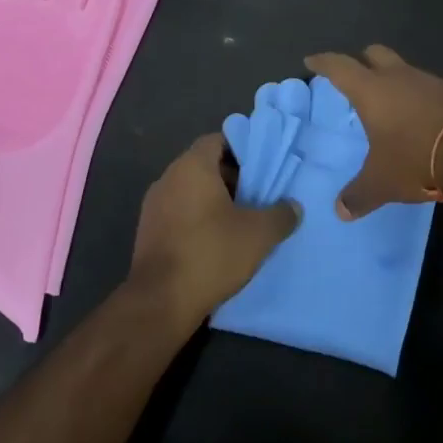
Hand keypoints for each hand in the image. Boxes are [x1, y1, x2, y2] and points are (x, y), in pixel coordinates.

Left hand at [128, 134, 299, 330]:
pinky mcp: (148, 232)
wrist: (160, 301)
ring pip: (190, 191)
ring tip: (240, 222)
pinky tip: (216, 243)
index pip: (218, 140)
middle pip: (204, 165)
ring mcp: (153, 205)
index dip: (241, 149)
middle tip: (257, 196)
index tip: (261, 168)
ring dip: (214, 201)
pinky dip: (197, 220)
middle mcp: (168, 178)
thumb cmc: (211, 253)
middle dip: (231, 178)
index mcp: (192, 167)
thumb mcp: (258, 235)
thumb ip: (281, 215)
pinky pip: (178, 213)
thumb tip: (293, 207)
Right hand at [304, 45, 442, 215]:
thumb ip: (359, 195)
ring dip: (392, 80)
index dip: (323, 62)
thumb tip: (340, 211)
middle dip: (362, 61)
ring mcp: (427, 81)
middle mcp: (397, 77)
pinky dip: (416, 96)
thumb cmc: (417, 157)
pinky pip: (425, 87)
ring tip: (388, 103)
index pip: (339, 66)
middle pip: (374, 54)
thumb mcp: (382, 182)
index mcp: (371, 90)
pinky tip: (418, 117)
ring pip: (402, 69)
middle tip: (354, 76)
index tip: (312, 61)